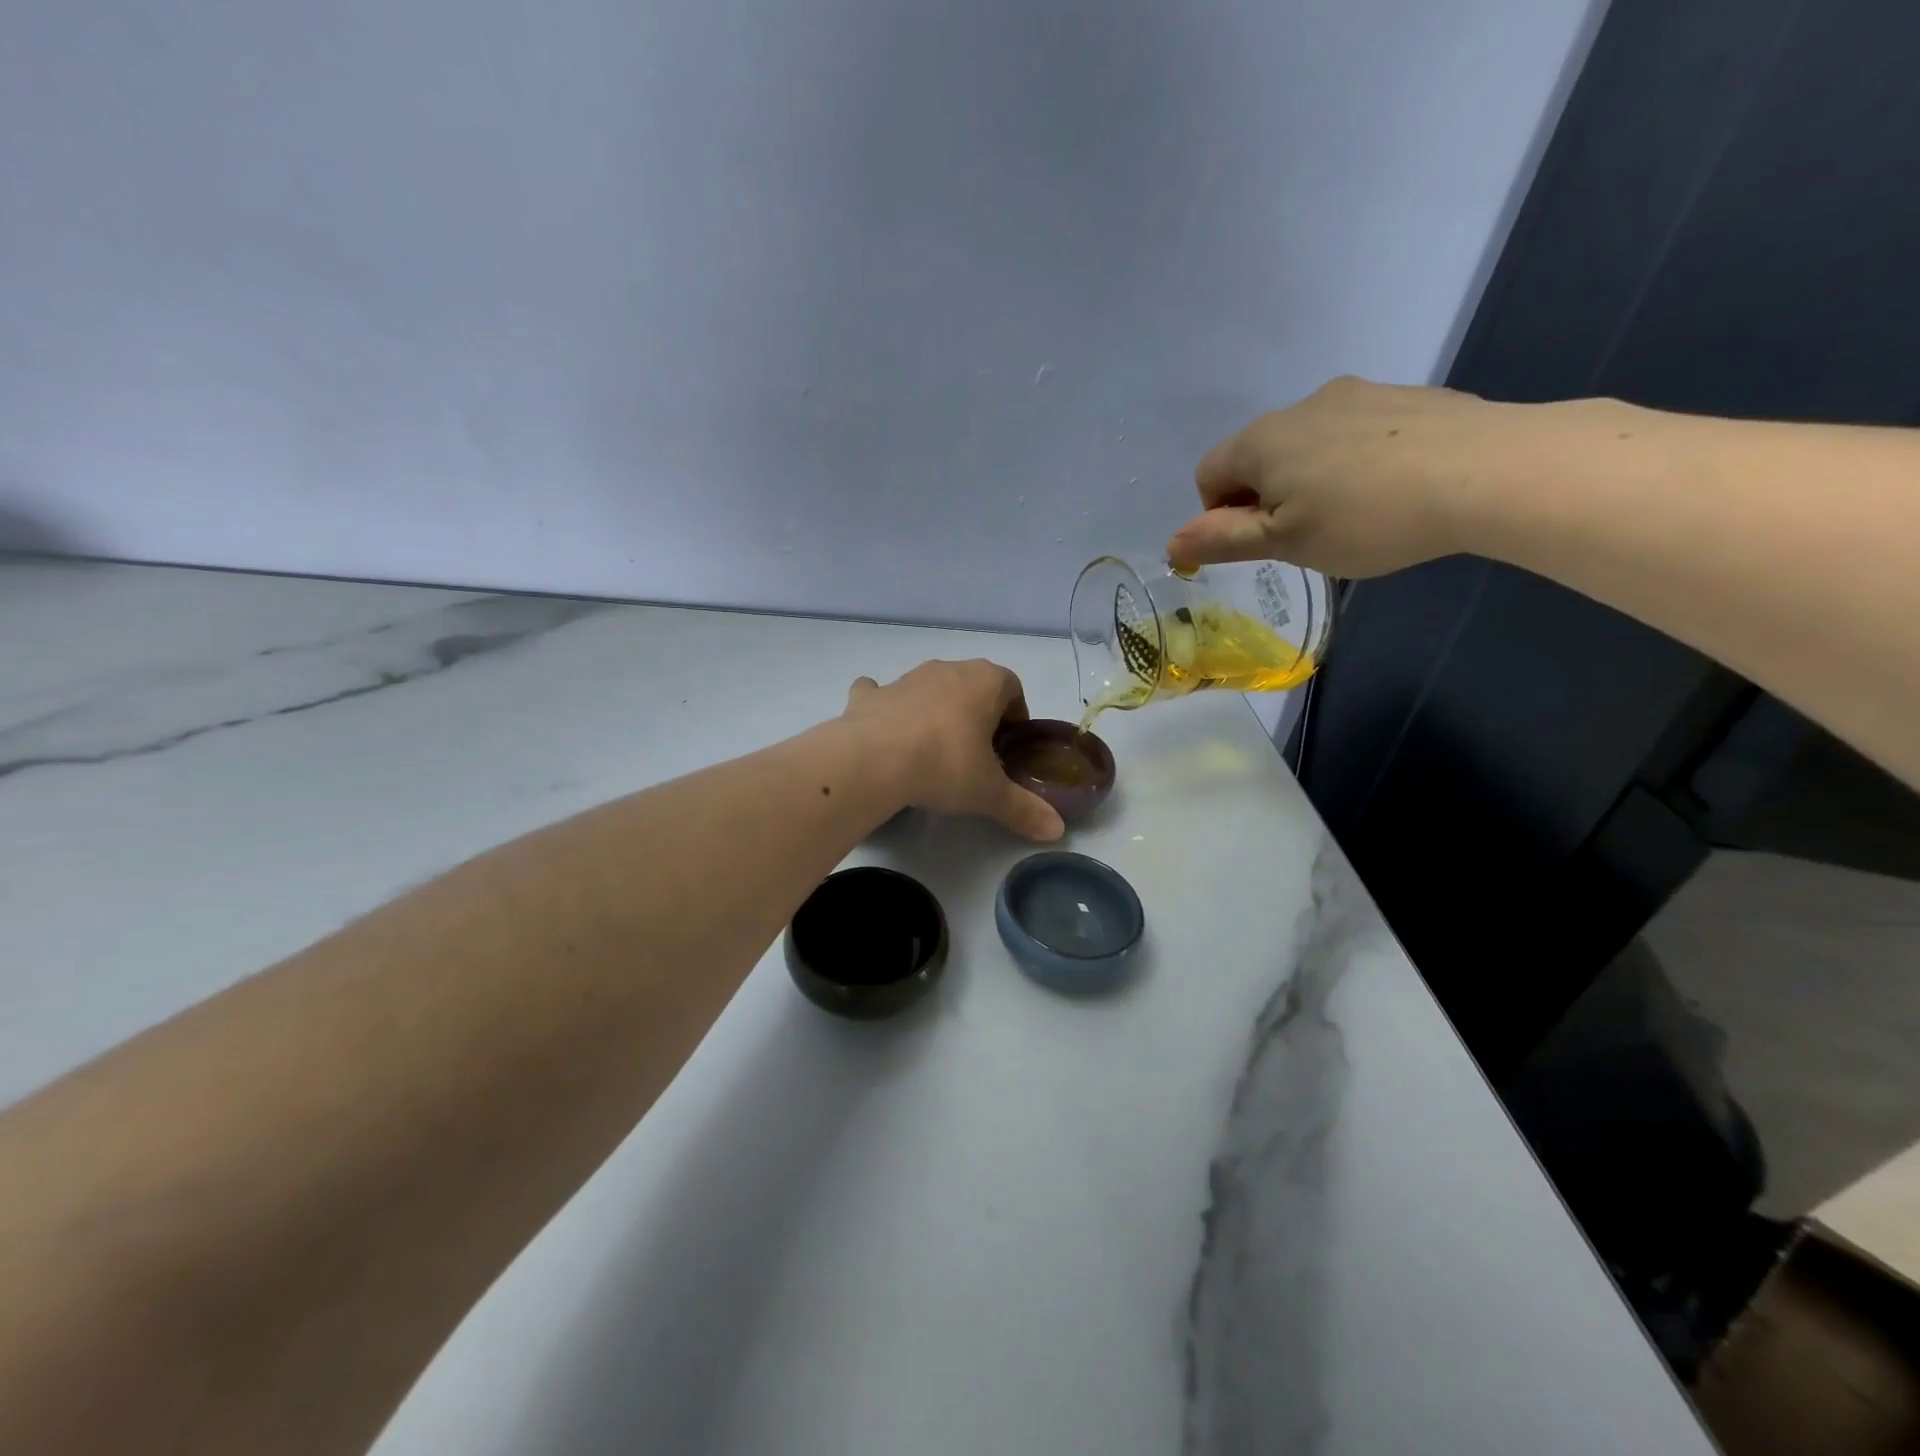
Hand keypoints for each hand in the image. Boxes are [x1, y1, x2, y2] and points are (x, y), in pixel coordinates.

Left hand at [841, 660, 1064, 841]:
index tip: (1009, 747)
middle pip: (971, 685)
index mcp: (984, 681)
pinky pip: (881, 694)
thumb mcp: (989, 793)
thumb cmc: (944, 765)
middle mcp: (947, 670)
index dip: (1015, 715)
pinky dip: (886, 708)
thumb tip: (1057, 831)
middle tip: (976, 754)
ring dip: (935, 710)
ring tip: (933, 751)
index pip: (1012, 687)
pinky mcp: (870, 696)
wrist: (872, 761)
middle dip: (977, 713)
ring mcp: (905, 679)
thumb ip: (1024, 809)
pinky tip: (885, 733)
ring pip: (929, 688)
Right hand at [1167, 376, 1518, 577]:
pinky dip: (1357, 463)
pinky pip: (1356, 434)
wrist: (1487, 472)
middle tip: (1308, 535)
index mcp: (1261, 440)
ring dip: (1312, 479)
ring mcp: (1357, 394)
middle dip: (1267, 497)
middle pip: (1257, 457)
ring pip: (1308, 444)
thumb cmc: (1366, 518)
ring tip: (1357, 515)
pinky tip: (1394, 490)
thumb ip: (1223, 540)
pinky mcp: (1406, 397)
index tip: (1263, 542)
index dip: (1220, 516)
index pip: (1208, 475)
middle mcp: (1301, 406)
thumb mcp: (1285, 542)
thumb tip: (1171, 542)